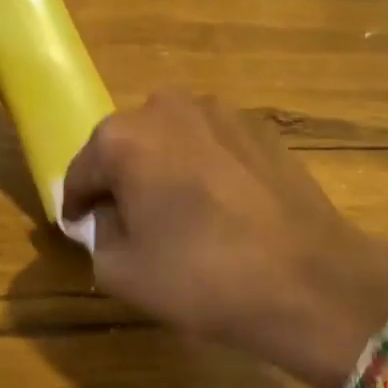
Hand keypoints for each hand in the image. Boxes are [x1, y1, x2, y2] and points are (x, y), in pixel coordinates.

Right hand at [62, 91, 387, 387]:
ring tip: (181, 213)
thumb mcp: (122, 272)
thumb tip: (107, 216)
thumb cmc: (202, 277)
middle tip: (132, 223)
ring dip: (165, 167)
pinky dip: (204, 166)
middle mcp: (165, 107)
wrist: (310, 279)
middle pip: (126, 146)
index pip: (81, 172)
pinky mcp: (259, 125)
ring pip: (170, 139)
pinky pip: (211, 143)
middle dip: (122, 180)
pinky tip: (222, 206)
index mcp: (122, 138)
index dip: (76, 205)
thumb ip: (97, 235)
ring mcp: (218, 110)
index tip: (80, 227)